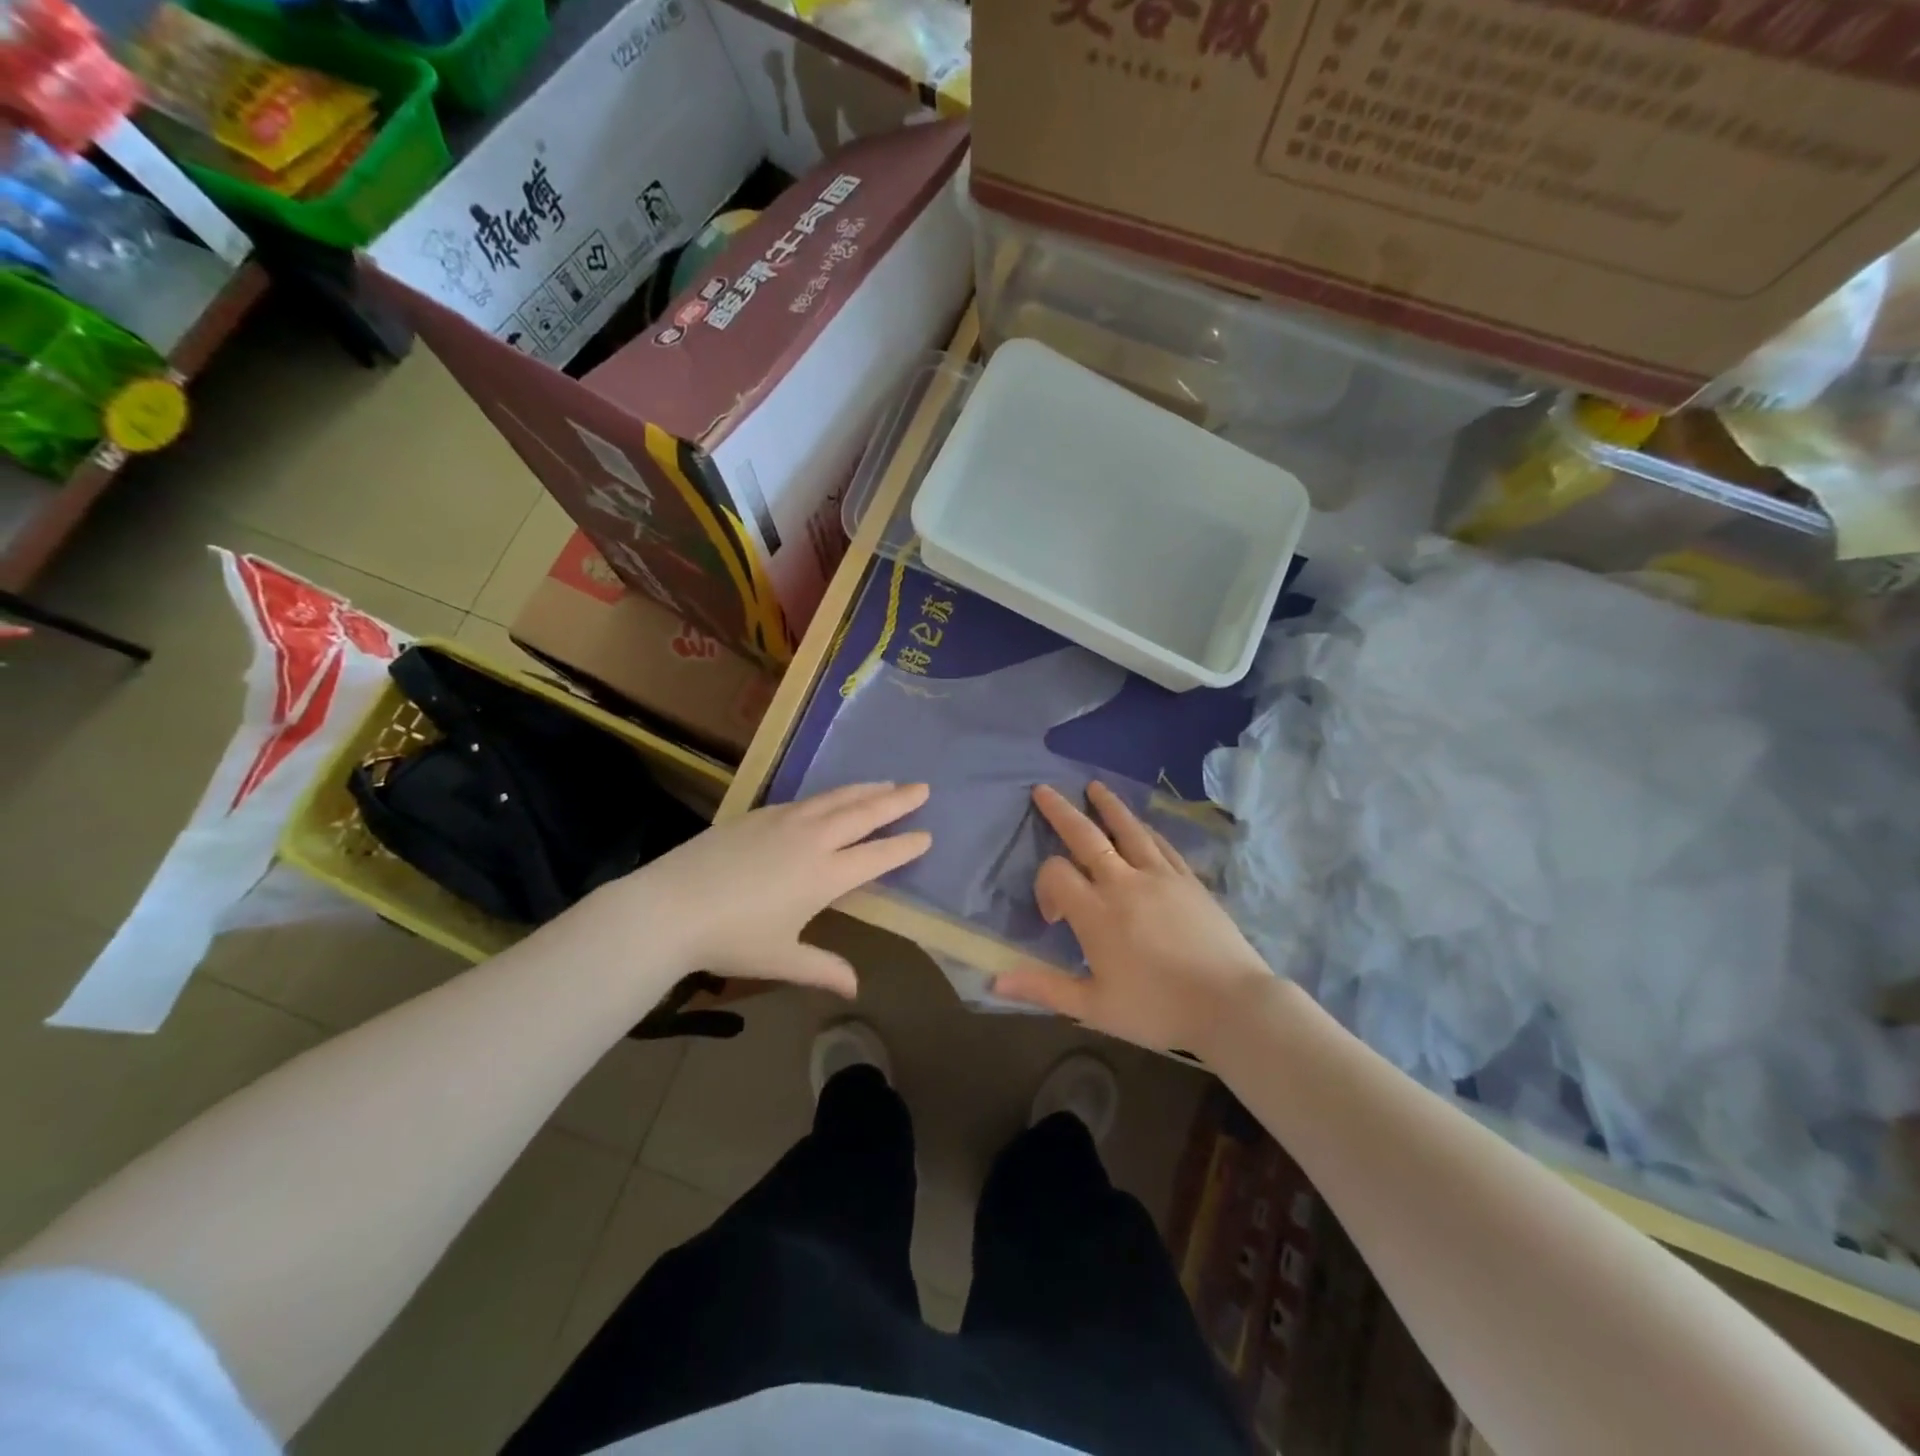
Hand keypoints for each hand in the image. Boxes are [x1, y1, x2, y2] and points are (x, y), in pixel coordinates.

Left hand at [618, 782, 931, 995]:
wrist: (669, 906)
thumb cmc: (730, 938)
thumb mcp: (781, 958)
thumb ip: (823, 969)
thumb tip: (855, 989)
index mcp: (824, 875)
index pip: (876, 856)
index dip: (904, 846)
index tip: (926, 835)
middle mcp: (812, 840)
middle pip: (864, 814)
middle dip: (897, 801)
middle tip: (922, 788)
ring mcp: (785, 821)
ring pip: (836, 798)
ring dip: (866, 790)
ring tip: (887, 783)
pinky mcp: (759, 814)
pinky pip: (807, 799)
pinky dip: (831, 794)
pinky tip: (832, 797)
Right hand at [992, 782, 1273, 1055]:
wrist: (1231, 1004)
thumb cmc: (1157, 1009)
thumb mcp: (1094, 1007)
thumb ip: (1044, 988)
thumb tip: (994, 981)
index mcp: (1096, 913)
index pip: (1056, 874)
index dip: (1044, 886)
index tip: (1052, 917)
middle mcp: (1124, 883)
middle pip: (1086, 836)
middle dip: (1061, 811)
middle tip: (1043, 789)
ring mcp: (1160, 876)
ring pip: (1128, 829)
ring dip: (1107, 805)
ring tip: (1093, 786)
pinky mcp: (1188, 880)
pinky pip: (1161, 844)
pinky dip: (1145, 829)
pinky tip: (1140, 824)